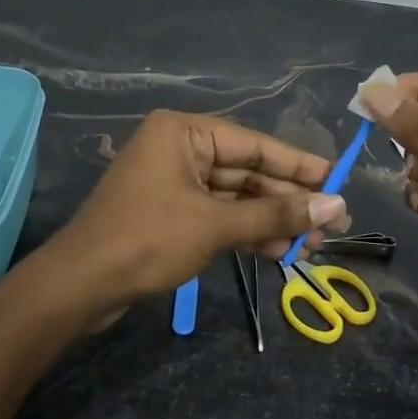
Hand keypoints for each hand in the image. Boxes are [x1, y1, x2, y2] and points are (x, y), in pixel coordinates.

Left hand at [44, 109, 349, 313]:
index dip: (298, 165)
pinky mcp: (170, 213)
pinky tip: (279, 250)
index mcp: (184, 132)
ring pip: (235, 197)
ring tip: (312, 244)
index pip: (254, 144)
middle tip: (331, 223)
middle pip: (246, 171)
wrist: (80, 286)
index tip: (337, 179)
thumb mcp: (216, 225)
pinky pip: (218, 214)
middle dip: (287, 200)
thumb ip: (276, 214)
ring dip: (270, 220)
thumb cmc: (148, 240)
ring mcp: (173, 182)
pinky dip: (246, 231)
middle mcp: (179, 149)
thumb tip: (335, 205)